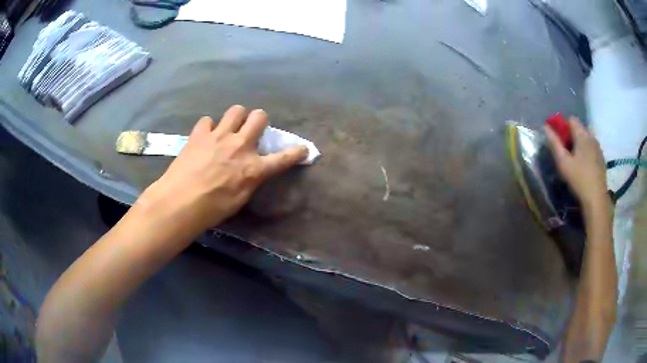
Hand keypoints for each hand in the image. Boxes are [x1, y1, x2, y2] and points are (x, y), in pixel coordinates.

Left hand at [140, 105, 307, 233]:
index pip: (283, 158)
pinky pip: (208, 120)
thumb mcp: (240, 199)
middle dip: (260, 120)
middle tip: (252, 130)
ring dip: (237, 117)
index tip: (303, 149)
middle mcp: (240, 145)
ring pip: (236, 110)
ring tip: (229, 128)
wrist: (181, 201)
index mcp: (253, 168)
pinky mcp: (200, 133)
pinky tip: (205, 137)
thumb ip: (249, 180)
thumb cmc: (212, 208)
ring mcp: (219, 136)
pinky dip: (209, 127)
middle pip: (259, 117)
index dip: (296, 152)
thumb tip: (250, 170)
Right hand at [544, 117, 607, 209]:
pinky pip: (591, 147)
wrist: (596, 199)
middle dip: (571, 135)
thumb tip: (546, 127)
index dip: (563, 126)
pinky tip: (583, 166)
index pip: (571, 119)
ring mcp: (598, 148)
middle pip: (579, 128)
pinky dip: (586, 151)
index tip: (559, 139)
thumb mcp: (563, 162)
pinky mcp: (601, 158)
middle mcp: (592, 137)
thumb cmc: (579, 179)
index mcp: (582, 135)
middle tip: (565, 151)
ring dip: (579, 143)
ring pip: (586, 138)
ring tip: (574, 159)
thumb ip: (554, 143)